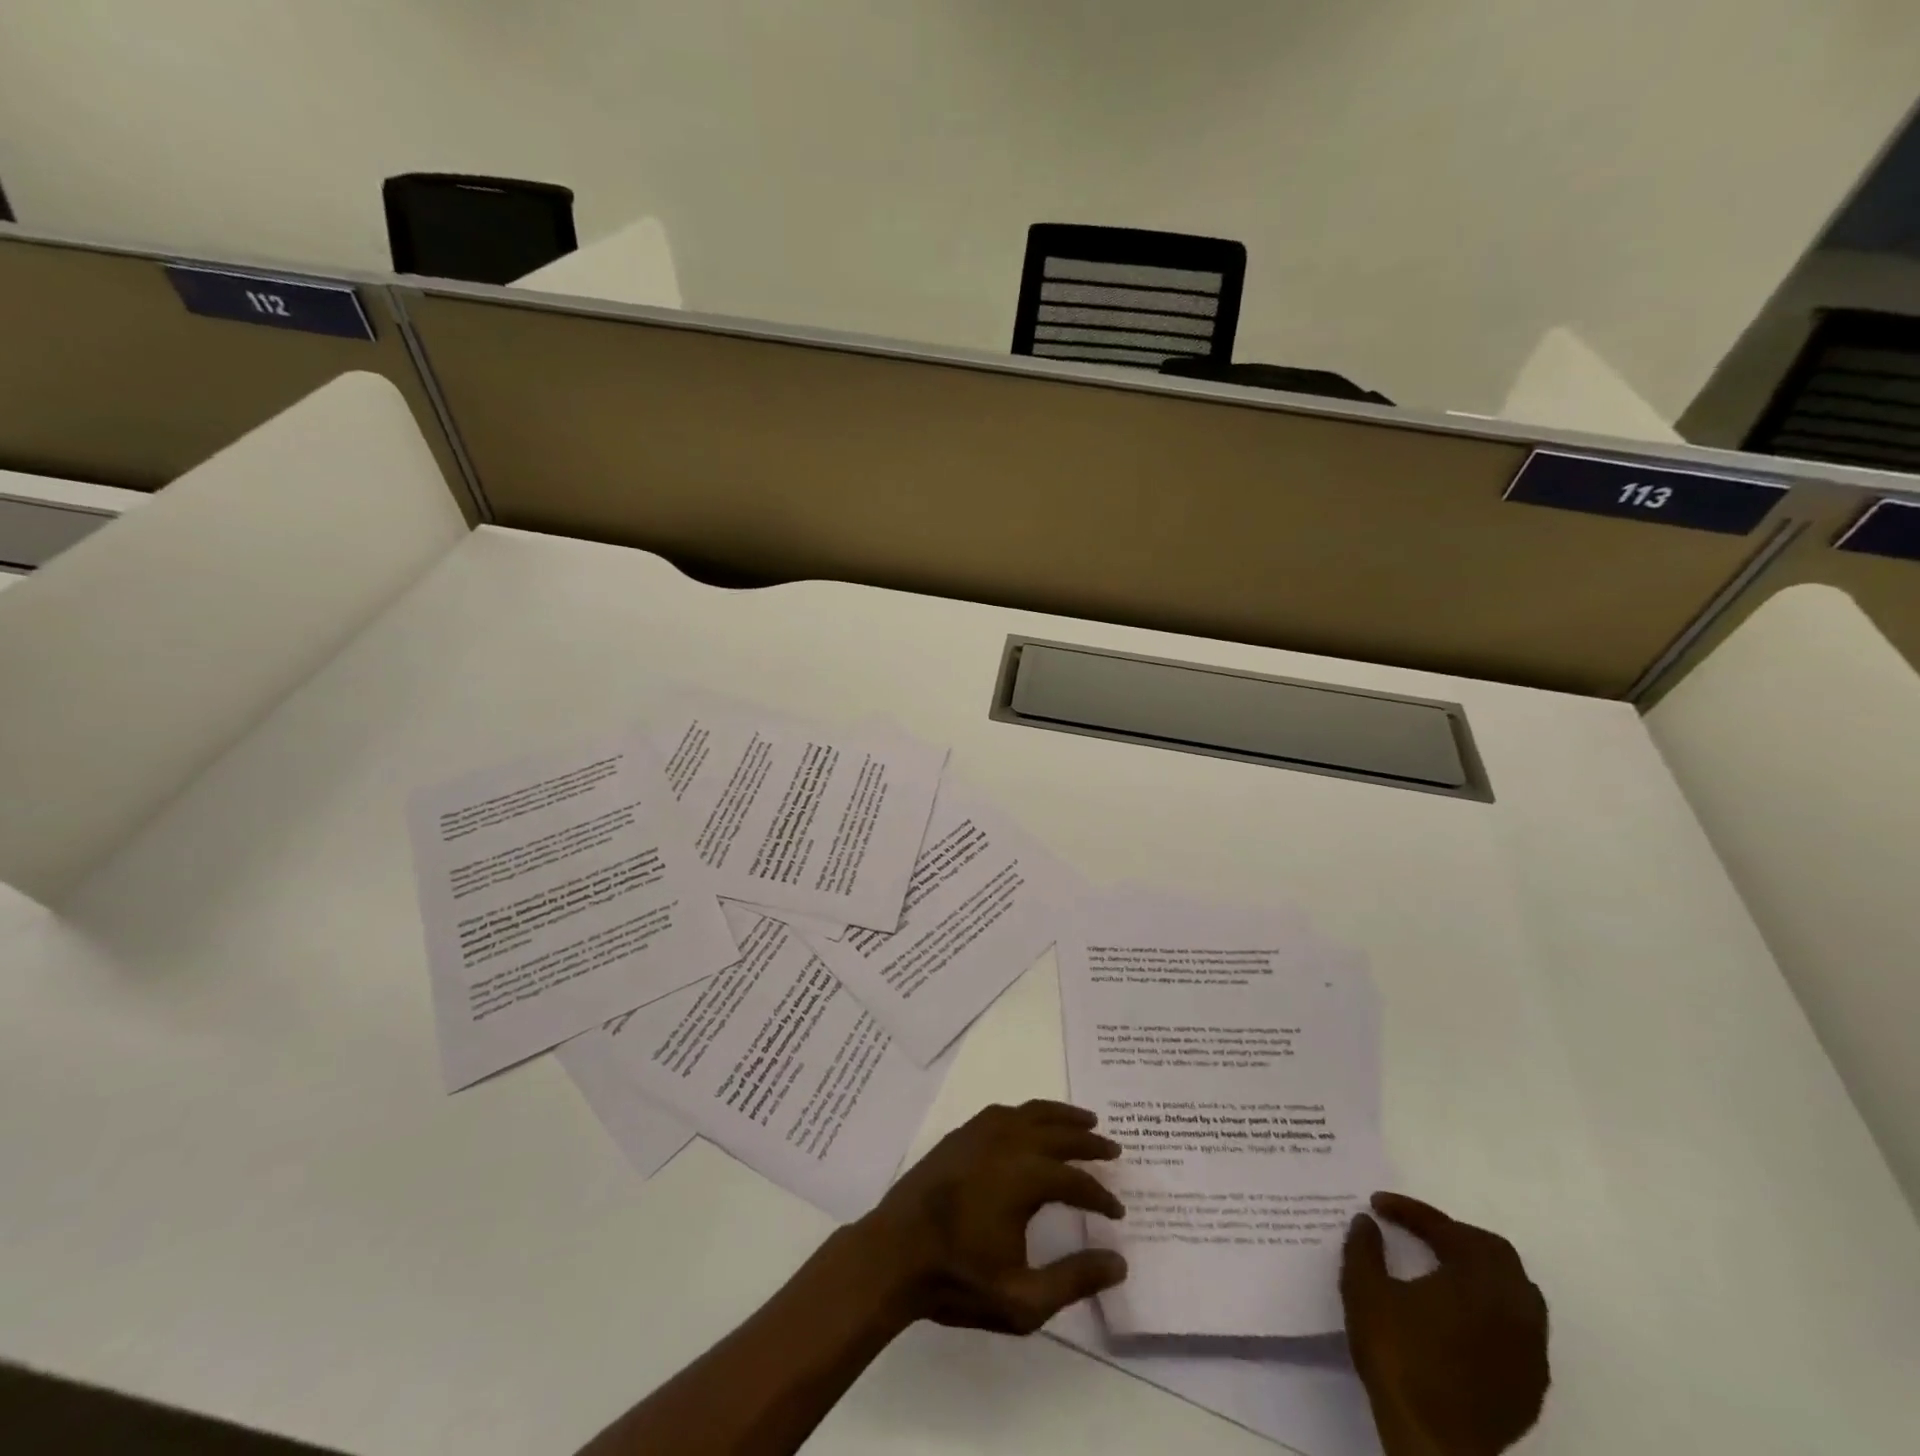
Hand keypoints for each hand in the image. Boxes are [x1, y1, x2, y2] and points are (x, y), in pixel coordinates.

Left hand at [852, 1100, 1127, 1335]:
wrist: (894, 1254)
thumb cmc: (957, 1279)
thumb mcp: (1022, 1300)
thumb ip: (1074, 1280)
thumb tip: (1119, 1262)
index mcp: (1025, 1177)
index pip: (1076, 1181)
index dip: (1101, 1195)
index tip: (1117, 1211)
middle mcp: (1007, 1143)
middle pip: (1059, 1133)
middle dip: (1089, 1141)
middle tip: (1114, 1148)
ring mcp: (981, 1133)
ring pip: (1032, 1112)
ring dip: (1062, 1115)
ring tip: (1085, 1119)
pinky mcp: (961, 1134)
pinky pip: (1003, 1112)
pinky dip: (1027, 1112)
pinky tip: (1031, 1121)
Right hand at [1341, 1193, 1549, 1455]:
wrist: (1433, 1443)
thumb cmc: (1398, 1357)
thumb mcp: (1364, 1291)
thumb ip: (1364, 1248)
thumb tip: (1367, 1221)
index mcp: (1477, 1280)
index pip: (1447, 1228)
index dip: (1410, 1210)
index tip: (1377, 1205)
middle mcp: (1514, 1308)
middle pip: (1494, 1252)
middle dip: (1453, 1233)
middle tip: (1416, 1231)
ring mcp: (1530, 1348)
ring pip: (1516, 1289)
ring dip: (1479, 1269)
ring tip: (1442, 1267)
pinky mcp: (1531, 1382)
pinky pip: (1521, 1327)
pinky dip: (1493, 1306)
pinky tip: (1462, 1315)